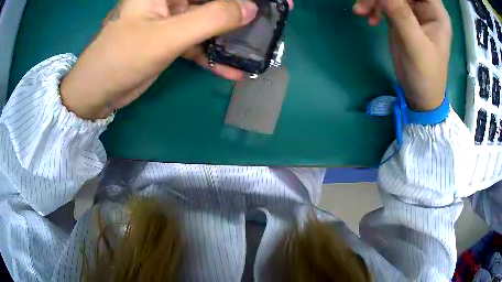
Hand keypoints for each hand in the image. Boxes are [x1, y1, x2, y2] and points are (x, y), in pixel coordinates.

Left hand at [60, 0, 257, 119]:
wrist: (96, 92)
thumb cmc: (120, 59)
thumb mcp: (166, 36)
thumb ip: (210, 19)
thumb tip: (251, 9)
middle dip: (241, 9)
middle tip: (271, 18)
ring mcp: (171, 19)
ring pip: (210, 20)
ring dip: (232, 35)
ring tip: (259, 45)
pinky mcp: (171, 39)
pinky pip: (199, 42)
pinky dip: (214, 55)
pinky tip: (233, 69)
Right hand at [354, 0, 451, 110]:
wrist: (420, 95)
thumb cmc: (426, 74)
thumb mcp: (416, 45)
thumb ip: (401, 15)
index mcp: (435, 11)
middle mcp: (424, 8)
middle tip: (365, 4)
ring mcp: (411, 12)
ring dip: (373, 0)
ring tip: (361, 11)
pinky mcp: (400, 18)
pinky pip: (383, 4)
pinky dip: (373, 8)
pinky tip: (369, 19)